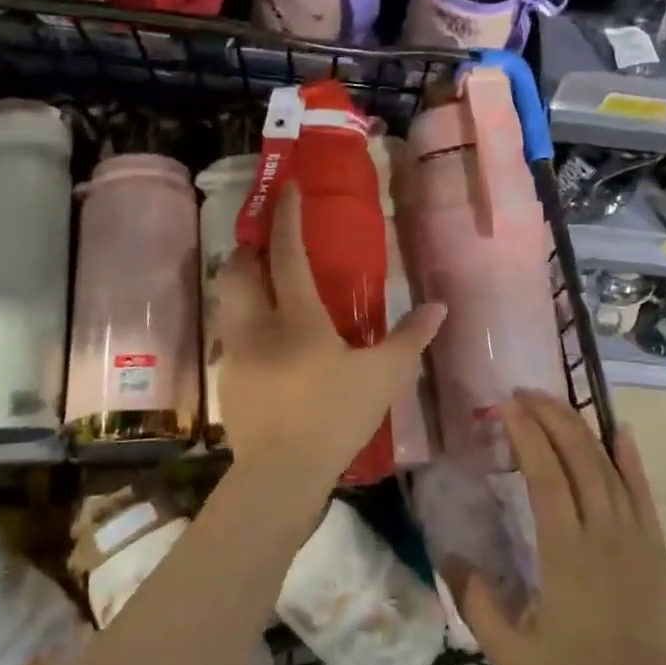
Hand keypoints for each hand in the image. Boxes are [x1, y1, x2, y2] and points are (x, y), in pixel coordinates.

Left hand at [212, 185, 445, 497]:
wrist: (280, 475)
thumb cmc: (335, 417)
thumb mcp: (384, 378)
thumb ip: (410, 338)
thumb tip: (439, 306)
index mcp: (297, 318)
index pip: (286, 254)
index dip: (286, 218)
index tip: (288, 189)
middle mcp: (257, 325)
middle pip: (238, 270)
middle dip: (249, 248)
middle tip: (269, 245)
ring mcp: (235, 352)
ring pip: (228, 301)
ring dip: (243, 284)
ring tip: (266, 289)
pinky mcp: (226, 379)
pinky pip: (230, 335)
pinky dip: (244, 323)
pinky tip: (266, 344)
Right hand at [454, 391, 665, 664]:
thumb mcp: (511, 655)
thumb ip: (476, 605)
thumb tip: (450, 556)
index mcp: (566, 552)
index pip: (545, 475)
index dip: (526, 434)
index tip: (506, 407)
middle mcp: (602, 532)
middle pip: (577, 458)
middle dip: (550, 417)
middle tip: (525, 393)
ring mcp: (634, 536)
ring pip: (607, 467)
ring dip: (581, 429)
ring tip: (556, 403)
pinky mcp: (656, 546)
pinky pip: (643, 491)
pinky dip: (630, 458)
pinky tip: (620, 431)